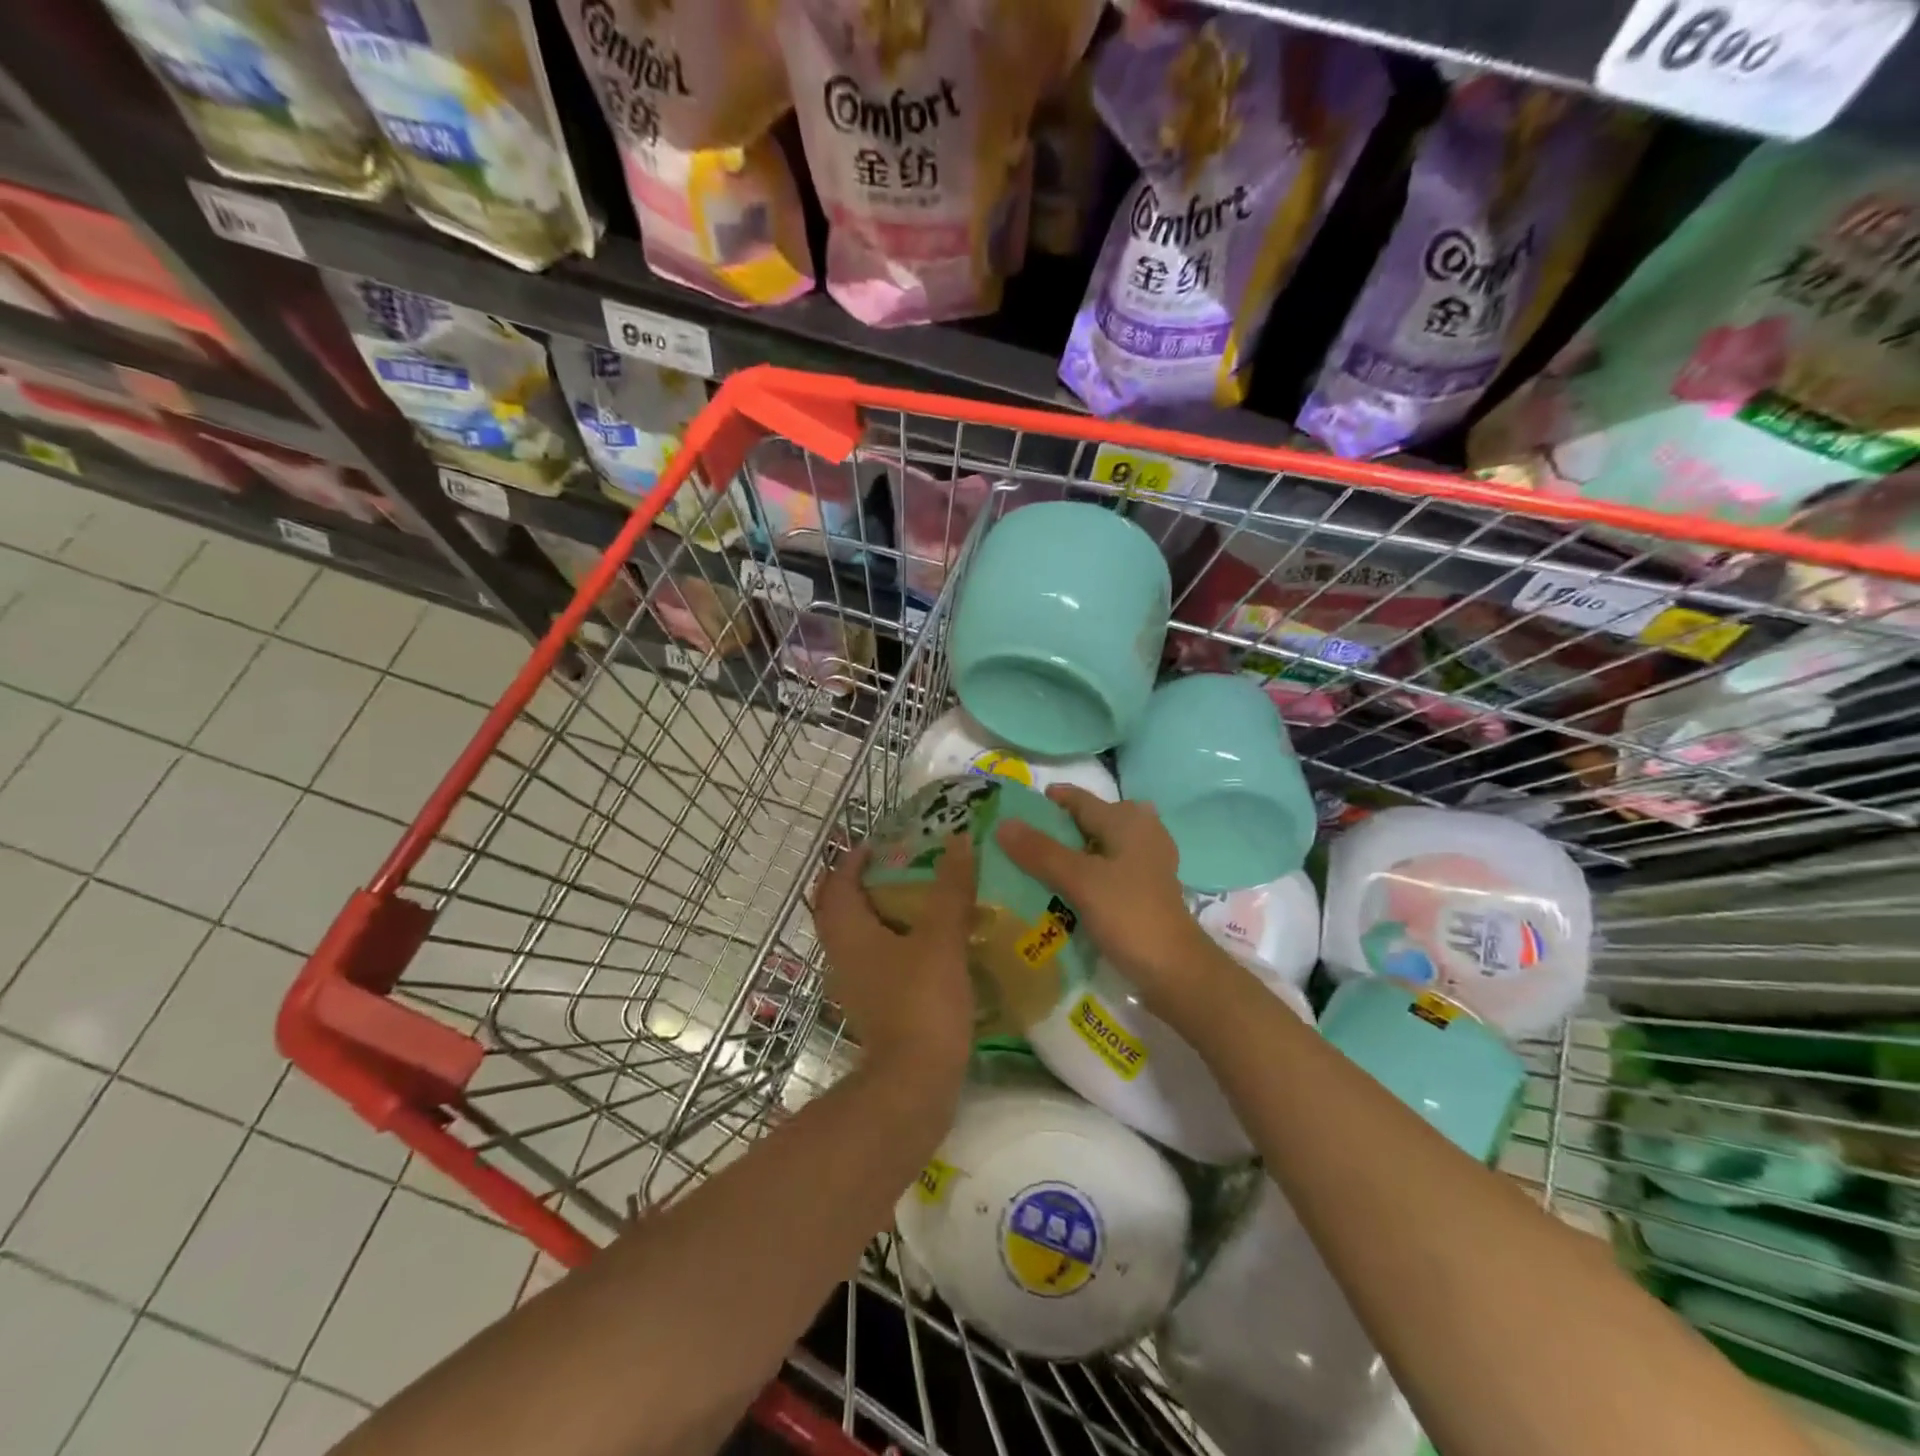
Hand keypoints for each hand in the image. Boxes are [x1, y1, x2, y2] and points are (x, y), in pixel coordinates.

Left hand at [809, 836, 975, 1084]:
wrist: (914, 1084)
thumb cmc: (922, 1003)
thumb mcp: (941, 938)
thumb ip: (950, 889)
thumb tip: (958, 839)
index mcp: (848, 933)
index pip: (837, 884)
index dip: (852, 859)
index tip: (879, 844)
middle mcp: (842, 956)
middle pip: (841, 909)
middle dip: (864, 884)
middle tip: (900, 867)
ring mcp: (856, 986)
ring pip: (859, 937)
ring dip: (881, 914)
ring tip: (920, 899)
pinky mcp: (875, 1008)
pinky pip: (876, 961)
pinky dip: (894, 944)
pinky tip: (929, 944)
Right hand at [996, 787, 1234, 1026]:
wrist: (1175, 971)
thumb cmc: (1129, 915)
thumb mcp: (1080, 880)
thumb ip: (1041, 851)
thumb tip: (1003, 823)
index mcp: (1127, 821)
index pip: (1079, 799)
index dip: (1047, 802)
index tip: (1013, 811)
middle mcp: (1140, 833)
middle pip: (1089, 822)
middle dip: (1056, 830)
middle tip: (1019, 843)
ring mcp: (1145, 863)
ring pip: (1097, 848)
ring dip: (1069, 855)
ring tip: (1034, 868)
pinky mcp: (1144, 890)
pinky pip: (1106, 871)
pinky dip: (1084, 875)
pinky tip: (1064, 892)